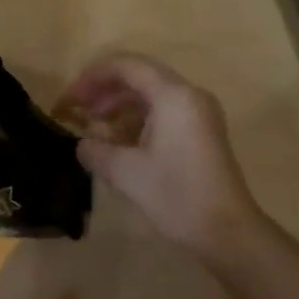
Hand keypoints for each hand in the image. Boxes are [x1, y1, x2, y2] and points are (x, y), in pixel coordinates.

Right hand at [57, 53, 263, 257]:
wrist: (228, 232)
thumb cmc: (177, 196)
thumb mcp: (126, 173)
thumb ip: (96, 150)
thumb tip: (83, 144)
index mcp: (174, 95)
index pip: (127, 66)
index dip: (93, 76)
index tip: (70, 99)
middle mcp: (189, 94)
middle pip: (140, 75)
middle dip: (105, 90)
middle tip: (77, 110)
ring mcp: (199, 113)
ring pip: (152, 93)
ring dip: (120, 105)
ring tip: (94, 127)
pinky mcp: (202, 131)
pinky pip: (164, 110)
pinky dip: (138, 118)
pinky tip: (118, 141)